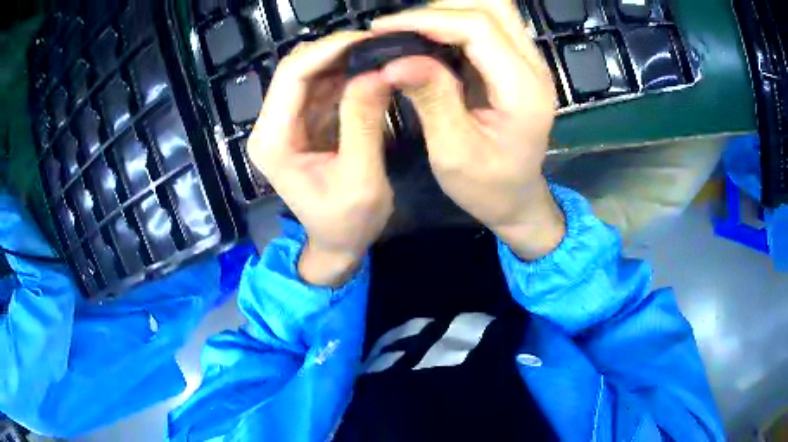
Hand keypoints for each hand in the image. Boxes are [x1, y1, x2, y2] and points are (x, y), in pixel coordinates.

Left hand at [248, 32, 394, 286]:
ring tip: (379, 52)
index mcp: (273, 140)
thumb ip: (364, 122)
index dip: (328, 50)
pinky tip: (369, 69)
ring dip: (342, 60)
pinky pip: (320, 87)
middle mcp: (271, 126)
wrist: (337, 244)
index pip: (291, 76)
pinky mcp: (302, 123)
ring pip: (308, 73)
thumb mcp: (361, 177)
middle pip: (296, 69)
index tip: (367, 40)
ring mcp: (285, 123)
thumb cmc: (347, 223)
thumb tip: (377, 71)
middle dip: (336, 50)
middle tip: (378, 43)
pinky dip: (344, 74)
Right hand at [372, 0, 564, 259]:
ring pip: (492, 10)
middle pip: (492, 7)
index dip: (428, 19)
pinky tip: (430, 41)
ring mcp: (529, 63)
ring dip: (449, 12)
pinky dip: (455, 24)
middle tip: (400, 29)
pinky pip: (488, 27)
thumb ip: (431, 98)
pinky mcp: (517, 65)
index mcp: (523, 89)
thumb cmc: (488, 186)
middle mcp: (533, 67)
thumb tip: (394, 61)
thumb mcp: (453, 152)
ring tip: (411, 32)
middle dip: (440, 9)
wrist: (519, 199)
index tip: (384, 29)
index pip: (478, 27)